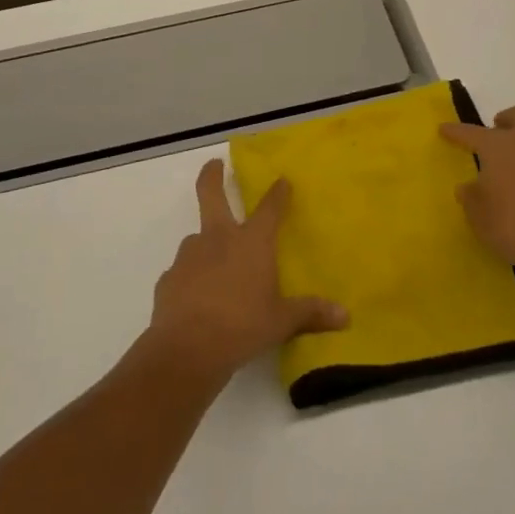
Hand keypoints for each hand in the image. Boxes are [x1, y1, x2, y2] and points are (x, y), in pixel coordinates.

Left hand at [146, 160, 347, 381]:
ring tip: (214, 266)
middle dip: (213, 176)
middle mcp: (218, 239)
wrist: (187, 349)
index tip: (282, 180)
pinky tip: (196, 299)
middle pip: (211, 193)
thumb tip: (346, 316)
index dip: (277, 193)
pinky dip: (190, 279)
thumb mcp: (282, 322)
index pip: (269, 208)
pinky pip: (183, 272)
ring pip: (197, 238)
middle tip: (215, 164)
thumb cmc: (243, 327)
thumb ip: (310, 314)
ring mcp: (189, 256)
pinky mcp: (168, 278)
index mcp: (251, 242)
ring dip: (205, 243)